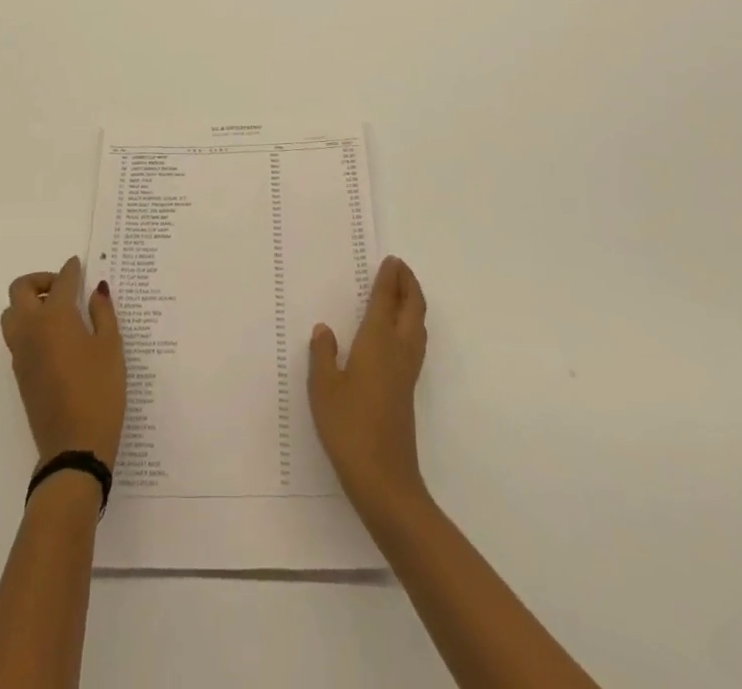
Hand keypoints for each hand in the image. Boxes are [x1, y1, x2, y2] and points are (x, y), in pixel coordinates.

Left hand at [0, 256, 125, 468]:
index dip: (71, 270)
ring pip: (11, 314)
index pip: (61, 282)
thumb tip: (96, 290)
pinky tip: (55, 338)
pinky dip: (29, 325)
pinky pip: (16, 336)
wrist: (74, 447)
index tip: (78, 265)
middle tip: (64, 288)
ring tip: (57, 312)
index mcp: (55, 317)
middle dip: (40, 280)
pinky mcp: (19, 373)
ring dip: (28, 303)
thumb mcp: (111, 347)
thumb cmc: (99, 391)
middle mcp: (31, 329)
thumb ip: (103, 313)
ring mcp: (20, 352)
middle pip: (20, 290)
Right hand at [308, 255, 428, 515]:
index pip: (386, 301)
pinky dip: (411, 324)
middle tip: (400, 268)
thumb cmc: (349, 428)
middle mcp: (398, 351)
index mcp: (377, 342)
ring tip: (402, 291)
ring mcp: (407, 372)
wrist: (385, 480)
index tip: (391, 260)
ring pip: (418, 326)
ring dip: (413, 303)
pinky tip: (398, 333)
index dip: (389, 279)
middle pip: (412, 308)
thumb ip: (323, 355)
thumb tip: (325, 329)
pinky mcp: (407, 390)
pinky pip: (414, 342)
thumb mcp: (323, 389)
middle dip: (409, 284)